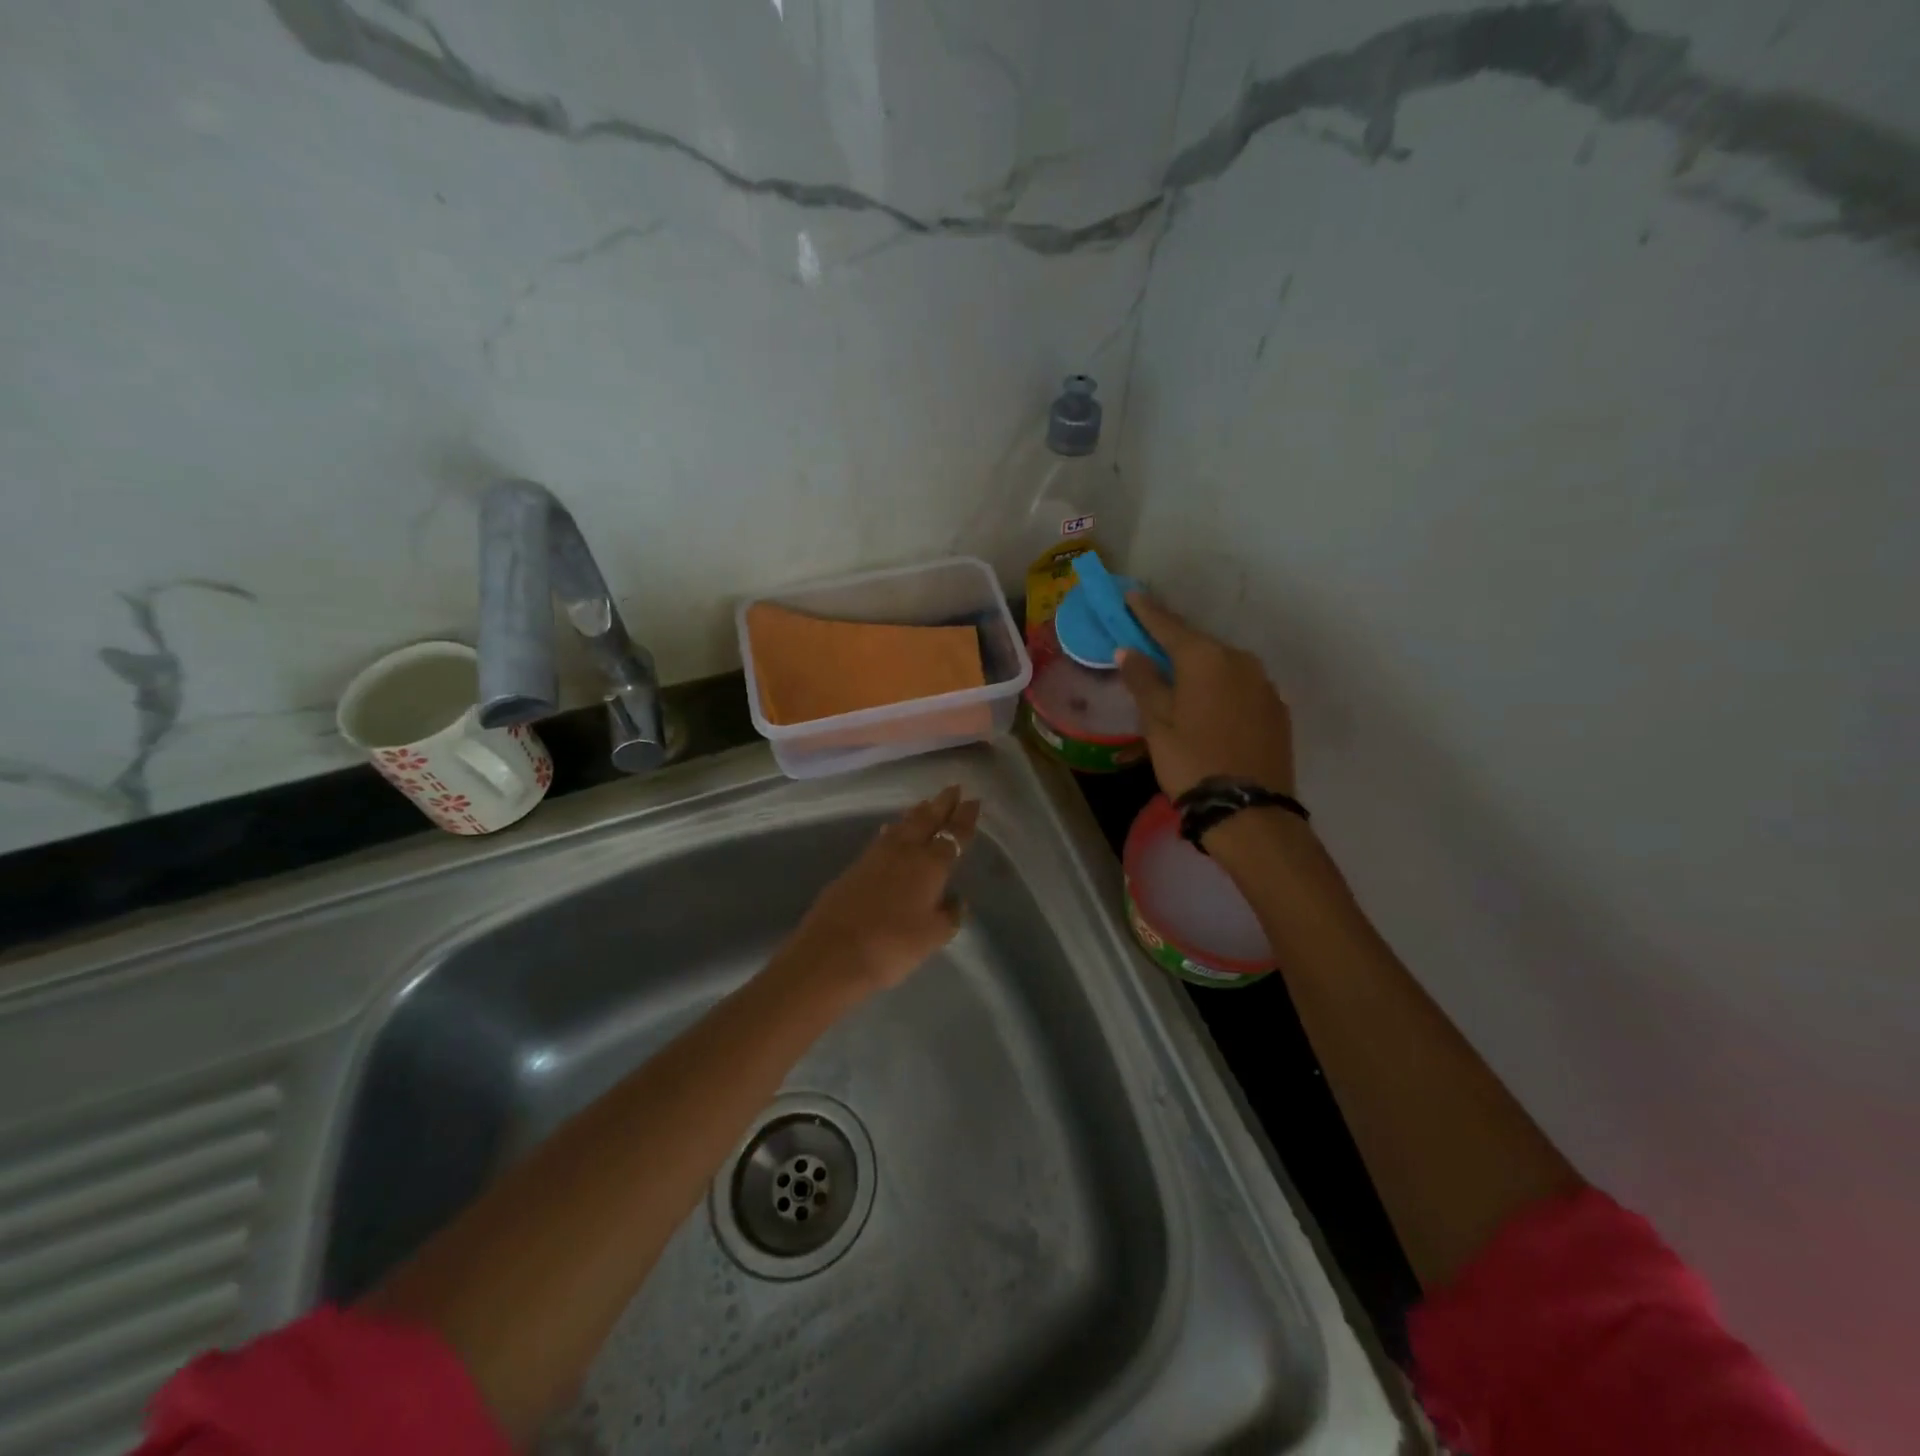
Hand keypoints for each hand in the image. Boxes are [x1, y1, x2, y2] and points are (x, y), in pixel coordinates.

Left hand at [787, 785, 979, 994]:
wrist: (833, 952)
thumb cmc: (892, 946)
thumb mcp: (933, 937)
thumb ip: (949, 915)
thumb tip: (956, 899)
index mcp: (930, 865)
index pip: (953, 835)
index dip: (964, 818)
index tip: (973, 801)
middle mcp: (905, 851)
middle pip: (927, 820)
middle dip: (942, 804)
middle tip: (953, 788)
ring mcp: (876, 856)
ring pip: (902, 825)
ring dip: (917, 813)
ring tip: (926, 803)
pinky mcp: (855, 866)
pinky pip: (883, 838)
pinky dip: (894, 829)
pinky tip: (891, 830)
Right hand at [1115, 593, 1295, 801]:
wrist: (1249, 810)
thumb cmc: (1191, 762)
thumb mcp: (1157, 723)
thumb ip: (1144, 682)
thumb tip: (1128, 650)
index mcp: (1206, 659)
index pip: (1169, 626)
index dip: (1147, 612)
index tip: (1131, 596)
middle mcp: (1240, 661)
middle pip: (1199, 644)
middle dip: (1174, 642)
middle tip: (1150, 643)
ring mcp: (1264, 684)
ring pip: (1223, 666)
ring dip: (1200, 668)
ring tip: (1179, 680)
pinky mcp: (1277, 709)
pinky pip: (1242, 687)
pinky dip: (1221, 688)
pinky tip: (1210, 706)